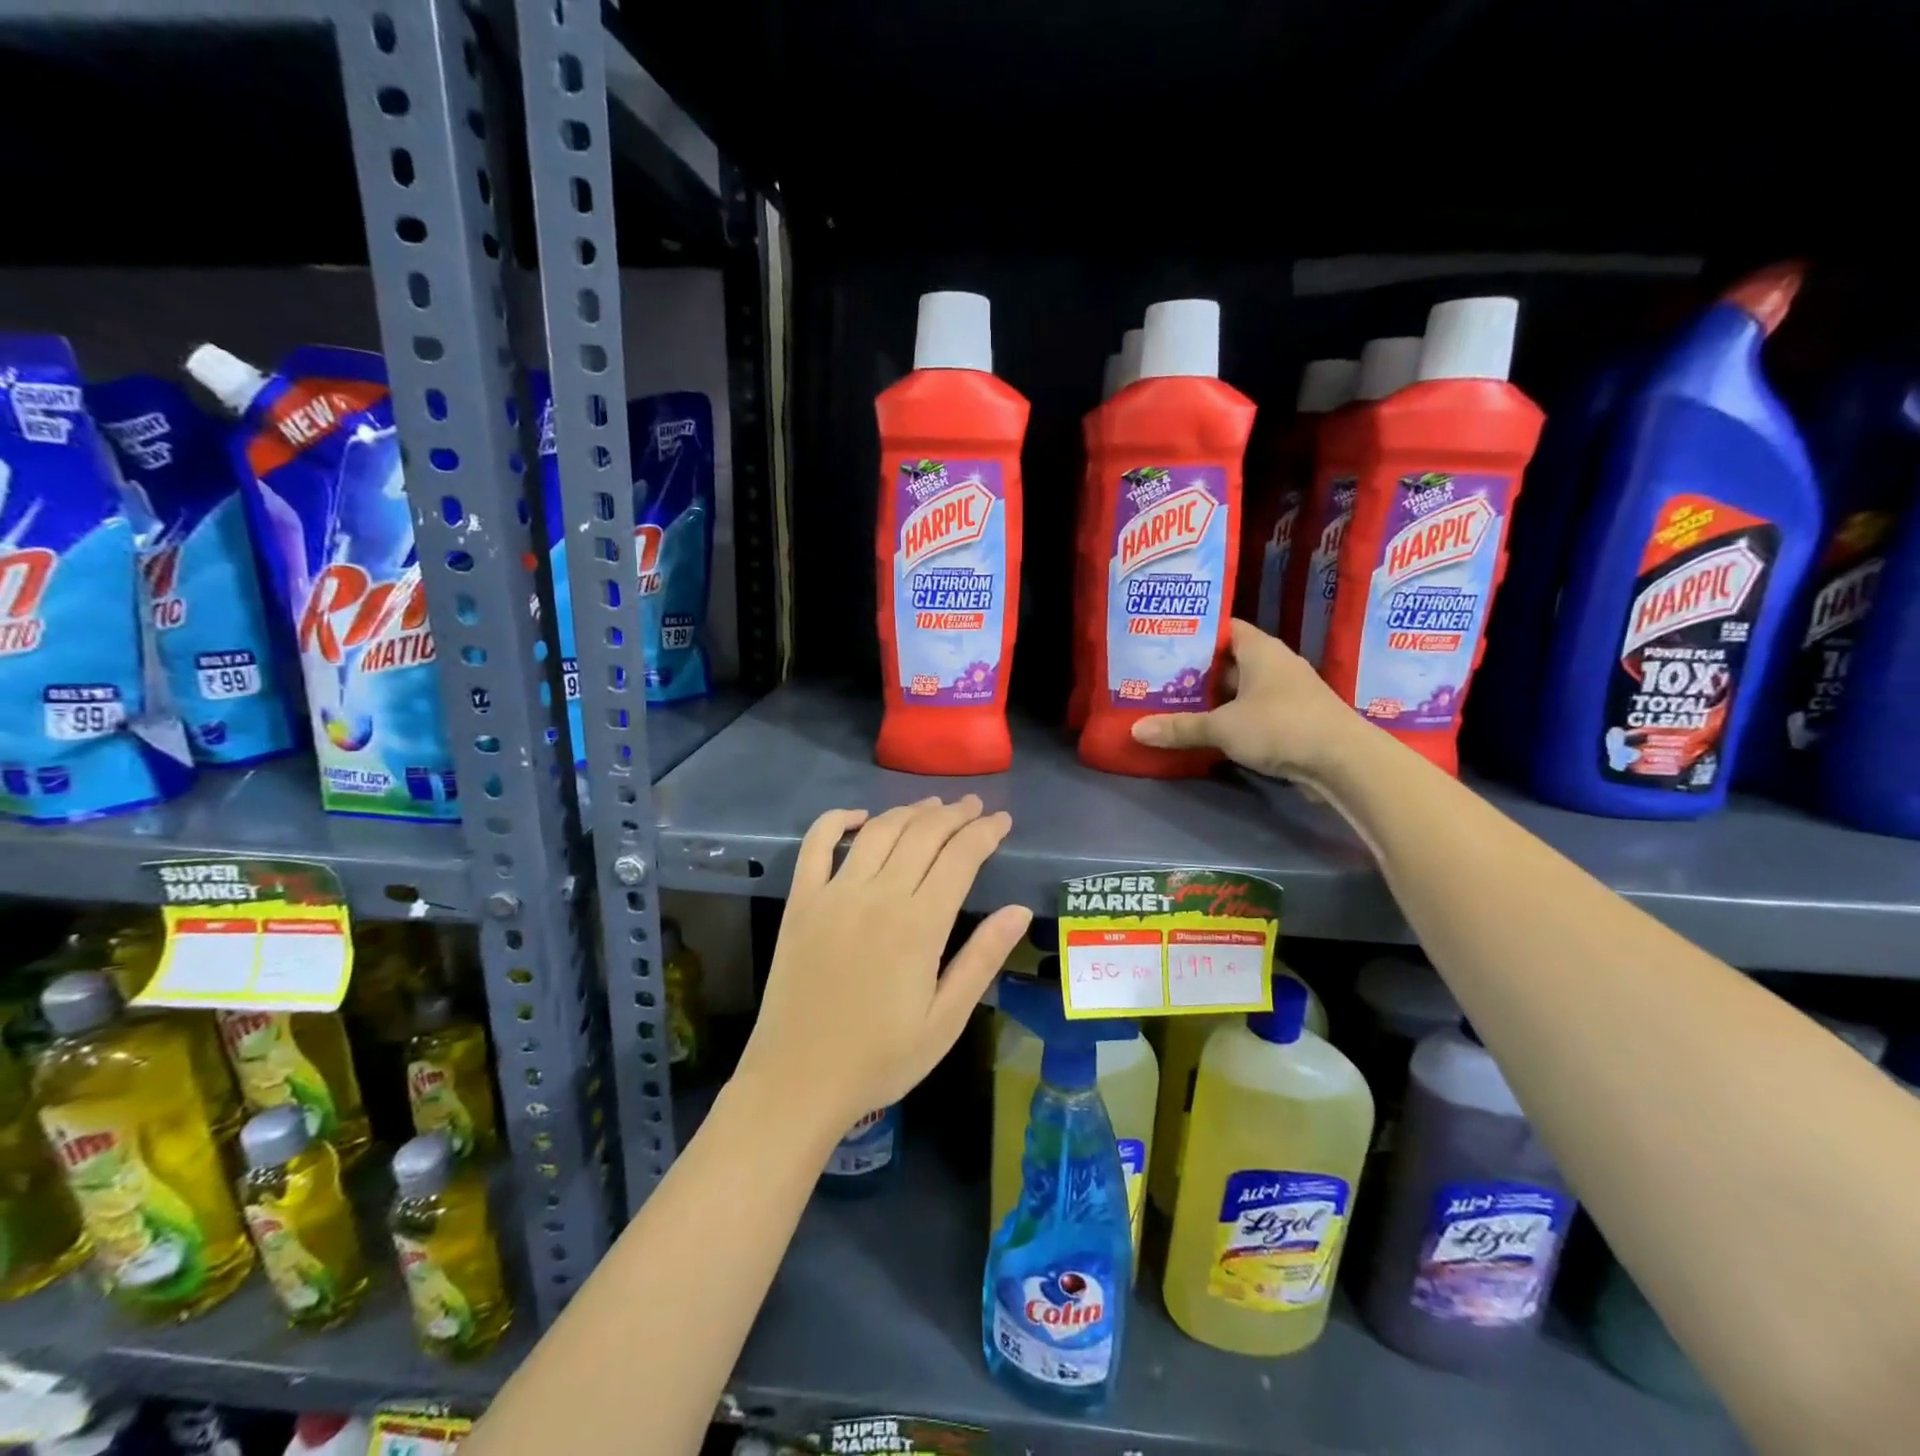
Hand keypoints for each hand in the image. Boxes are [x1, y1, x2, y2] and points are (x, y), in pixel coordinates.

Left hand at [734, 797, 1031, 1139]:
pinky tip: (858, 816)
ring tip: (932, 805)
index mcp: (919, 925)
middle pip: (923, 834)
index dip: (985, 832)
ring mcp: (834, 893)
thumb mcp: (946, 1020)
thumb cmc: (880, 1058)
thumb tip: (1019, 910)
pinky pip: (816, 844)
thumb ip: (982, 959)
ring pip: (878, 831)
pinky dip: (836, 819)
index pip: (960, 857)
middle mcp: (878, 896)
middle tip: (974, 806)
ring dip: (909, 811)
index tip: (1002, 820)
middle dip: (954, 814)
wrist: (798, 1081)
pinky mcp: (801, 901)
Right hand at [1130, 618, 1361, 779]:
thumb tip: (1136, 730)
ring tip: (1176, 704)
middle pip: (1230, 661)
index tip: (1166, 642)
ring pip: (1242, 690)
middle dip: (1198, 671)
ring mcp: (1288, 694)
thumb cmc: (1280, 726)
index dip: (1197, 633)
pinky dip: (1233, 719)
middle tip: (1161, 678)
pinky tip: (1209, 731)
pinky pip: (1254, 713)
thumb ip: (1180, 728)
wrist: (1343, 761)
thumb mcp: (1223, 727)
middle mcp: (1276, 665)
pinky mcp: (1294, 721)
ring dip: (1215, 699)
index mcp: (1260, 650)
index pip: (1225, 628)